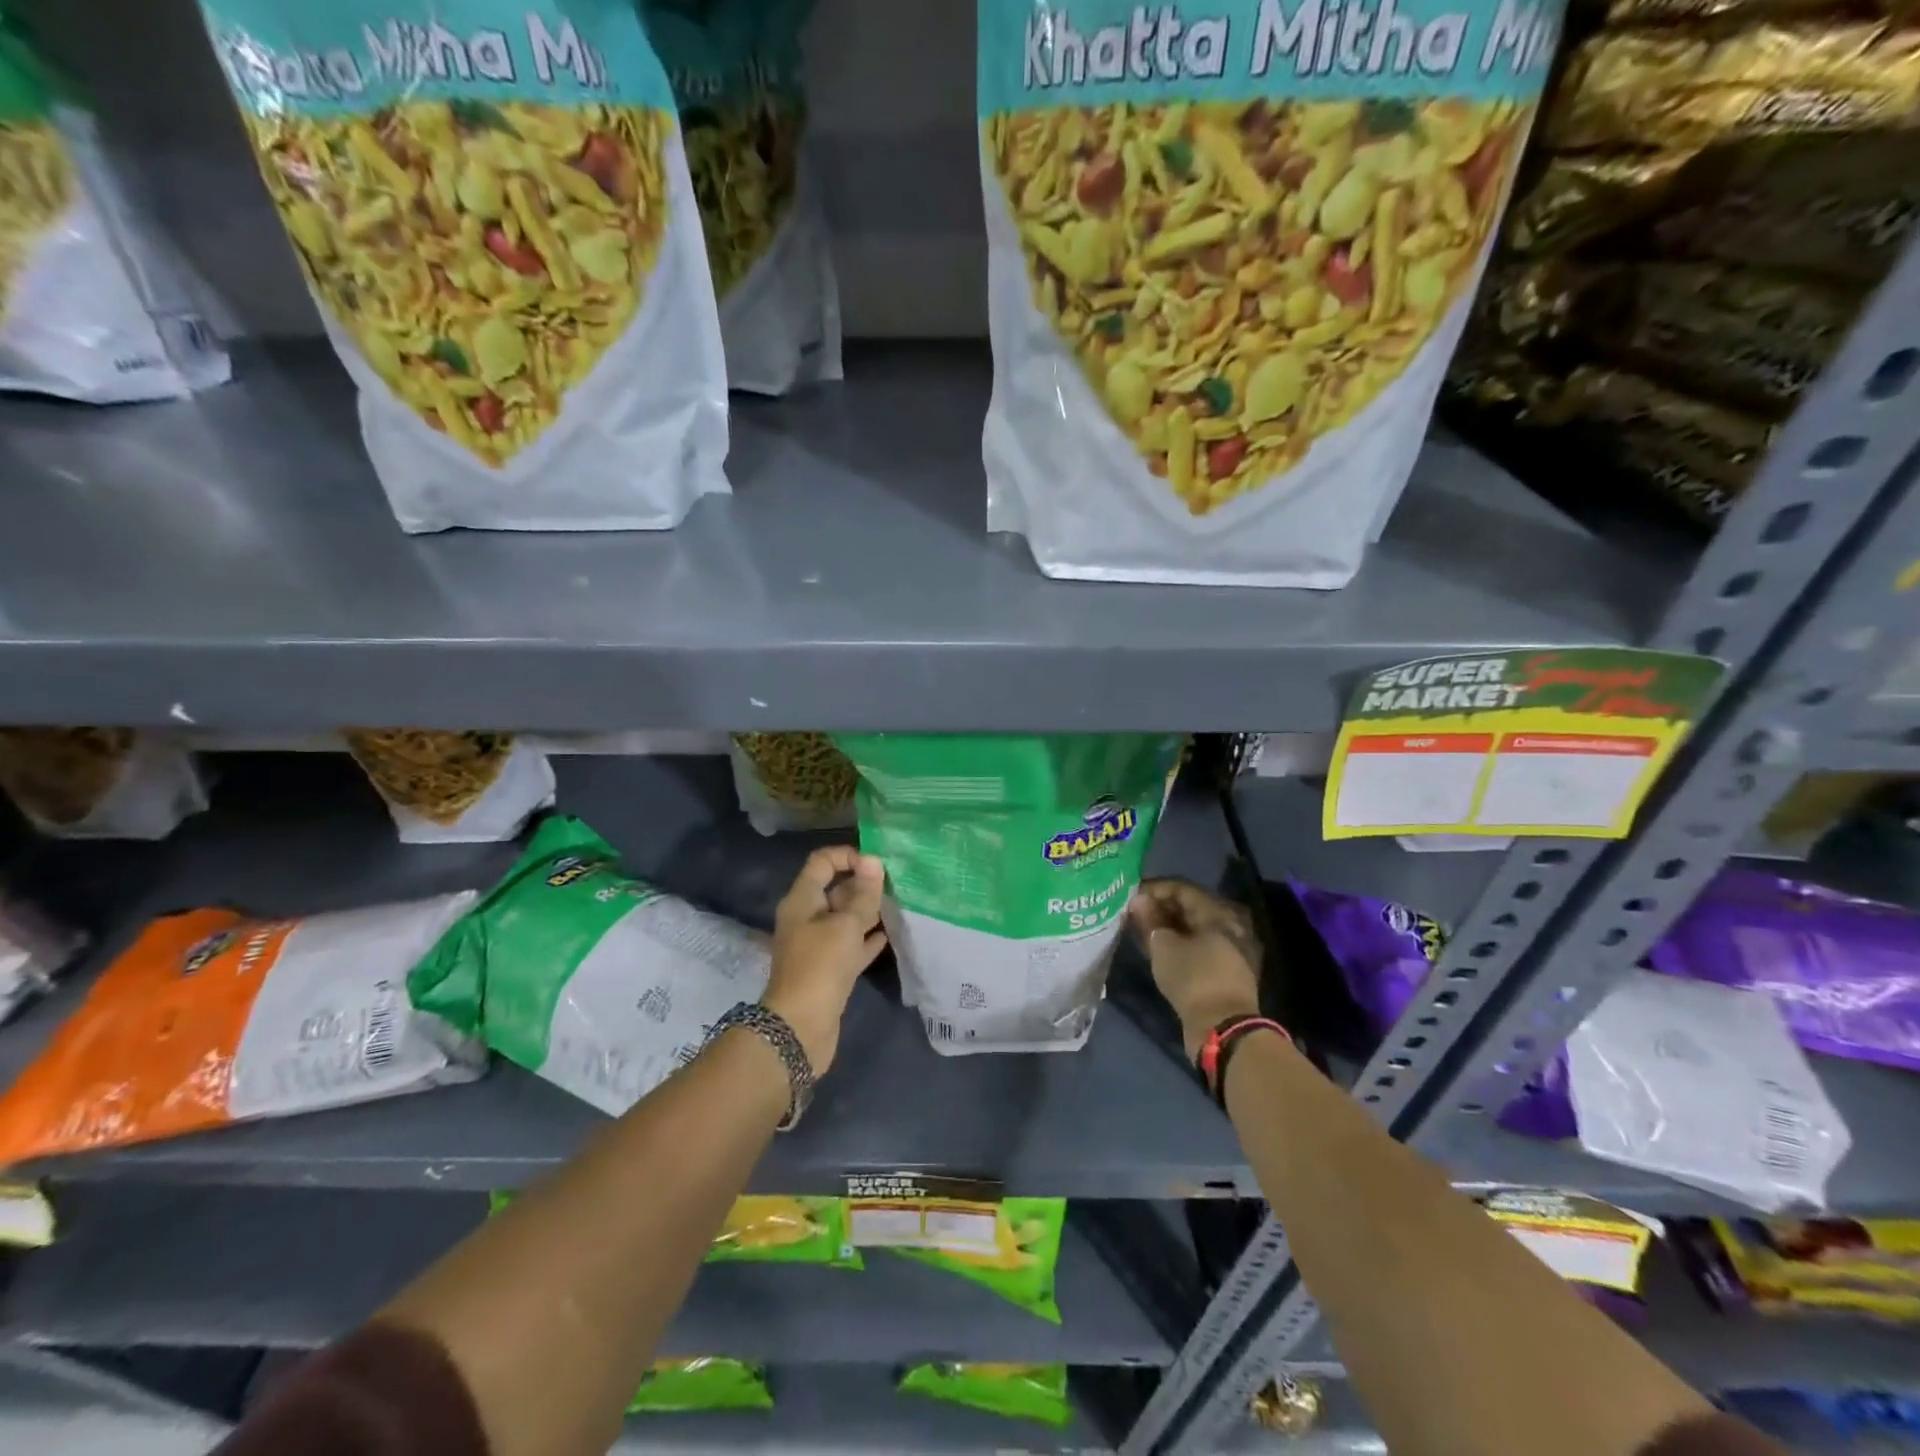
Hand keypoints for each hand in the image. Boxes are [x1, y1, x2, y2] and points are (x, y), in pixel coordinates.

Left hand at [764, 846, 887, 1073]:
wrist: (801, 1028)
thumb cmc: (821, 967)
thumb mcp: (846, 925)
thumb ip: (863, 894)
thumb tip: (873, 861)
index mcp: (802, 900)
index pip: (822, 862)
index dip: (848, 856)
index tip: (877, 865)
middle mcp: (806, 918)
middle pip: (835, 890)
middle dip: (863, 885)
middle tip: (896, 885)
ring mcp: (817, 945)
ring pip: (844, 919)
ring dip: (868, 911)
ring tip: (898, 905)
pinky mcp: (828, 970)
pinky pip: (850, 945)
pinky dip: (866, 939)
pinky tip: (889, 935)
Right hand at [1130, 879, 1261, 1060]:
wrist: (1222, 1028)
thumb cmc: (1193, 978)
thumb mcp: (1164, 946)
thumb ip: (1149, 919)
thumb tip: (1138, 899)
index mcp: (1218, 912)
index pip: (1181, 889)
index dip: (1153, 888)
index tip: (1129, 894)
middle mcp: (1229, 925)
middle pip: (1189, 908)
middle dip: (1160, 908)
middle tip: (1132, 912)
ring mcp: (1230, 949)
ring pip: (1193, 929)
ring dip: (1167, 927)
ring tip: (1140, 929)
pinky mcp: (1225, 970)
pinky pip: (1198, 946)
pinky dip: (1177, 943)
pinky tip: (1157, 948)